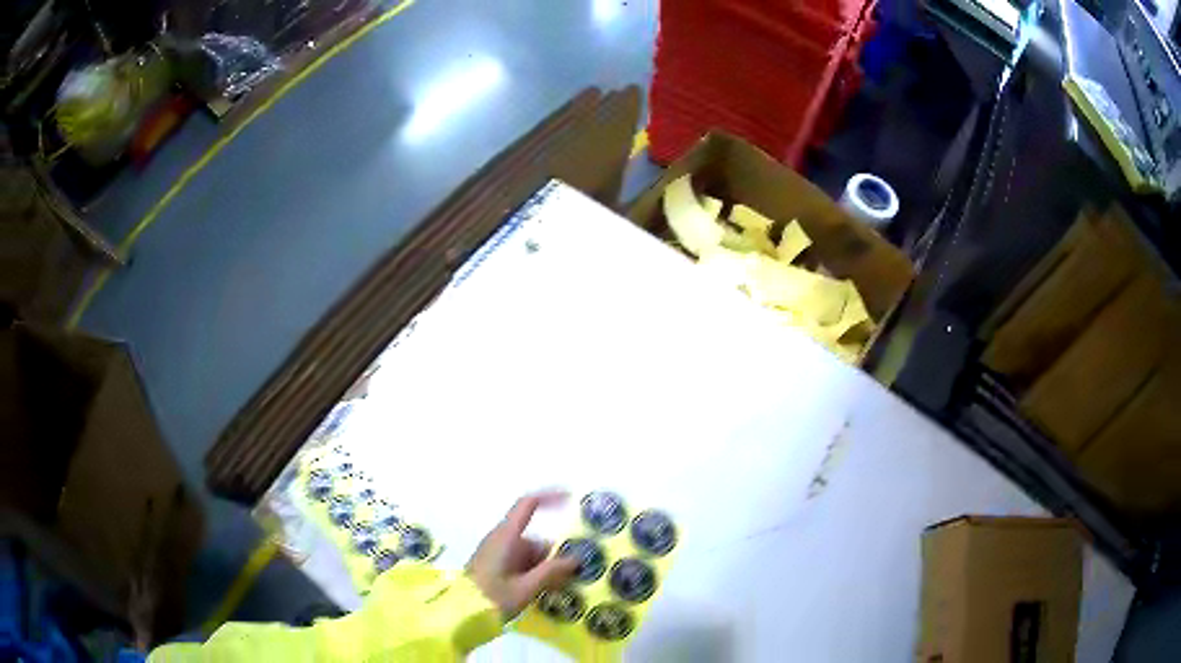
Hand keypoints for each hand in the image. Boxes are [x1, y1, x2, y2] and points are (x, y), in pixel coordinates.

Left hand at [468, 491, 578, 619]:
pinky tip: (542, 593)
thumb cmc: (492, 597)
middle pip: (535, 539)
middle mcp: (500, 539)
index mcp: (506, 537)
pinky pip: (520, 563)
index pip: (528, 505)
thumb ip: (551, 572)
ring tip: (557, 592)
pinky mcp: (493, 566)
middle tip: (572, 578)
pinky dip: (533, 574)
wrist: (460, 613)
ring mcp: (496, 553)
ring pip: (529, 555)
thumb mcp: (526, 588)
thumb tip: (576, 558)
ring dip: (544, 569)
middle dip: (553, 557)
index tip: (571, 499)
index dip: (550, 497)